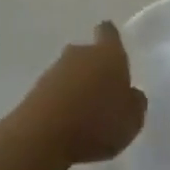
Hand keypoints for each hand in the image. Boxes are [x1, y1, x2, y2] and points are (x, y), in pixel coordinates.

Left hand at [19, 21, 147, 165]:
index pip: (108, 32)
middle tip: (103, 91)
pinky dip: (60, 103)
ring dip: (75, 87)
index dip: (110, 37)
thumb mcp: (132, 120)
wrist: (43, 137)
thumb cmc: (97, 123)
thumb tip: (131, 93)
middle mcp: (80, 54)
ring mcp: (53, 71)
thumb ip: (135, 102)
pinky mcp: (34, 91)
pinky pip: (54, 92)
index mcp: (108, 54)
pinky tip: (65, 125)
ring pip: (69, 73)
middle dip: (94, 68)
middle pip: (87, 53)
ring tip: (84, 114)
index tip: (112, 44)